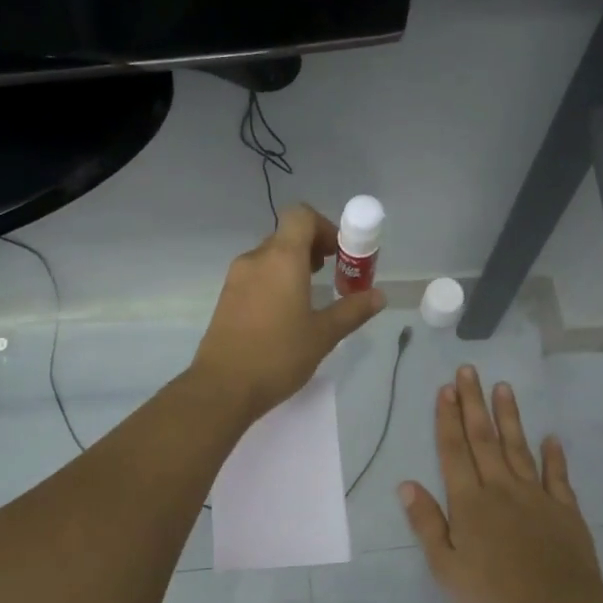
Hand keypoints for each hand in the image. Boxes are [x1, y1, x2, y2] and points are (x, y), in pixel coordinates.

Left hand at [192, 204, 385, 423]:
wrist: (223, 386)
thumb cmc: (278, 356)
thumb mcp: (323, 335)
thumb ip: (352, 310)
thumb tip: (379, 296)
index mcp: (282, 259)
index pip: (301, 216)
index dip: (324, 226)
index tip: (339, 253)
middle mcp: (255, 259)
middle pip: (286, 235)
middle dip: (312, 249)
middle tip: (332, 275)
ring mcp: (236, 278)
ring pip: (270, 257)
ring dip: (293, 266)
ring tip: (310, 297)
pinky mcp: (226, 298)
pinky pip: (256, 276)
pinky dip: (275, 281)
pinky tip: (285, 314)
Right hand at [400, 367, 602, 602]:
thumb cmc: (494, 595)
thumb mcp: (446, 568)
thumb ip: (427, 524)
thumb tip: (406, 484)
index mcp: (469, 503)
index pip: (453, 452)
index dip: (447, 419)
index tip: (445, 389)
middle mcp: (501, 489)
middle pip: (484, 439)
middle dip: (473, 403)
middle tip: (468, 370)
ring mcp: (535, 496)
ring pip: (518, 448)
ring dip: (509, 417)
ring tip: (503, 388)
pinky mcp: (564, 509)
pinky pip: (557, 475)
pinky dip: (553, 455)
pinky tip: (551, 438)